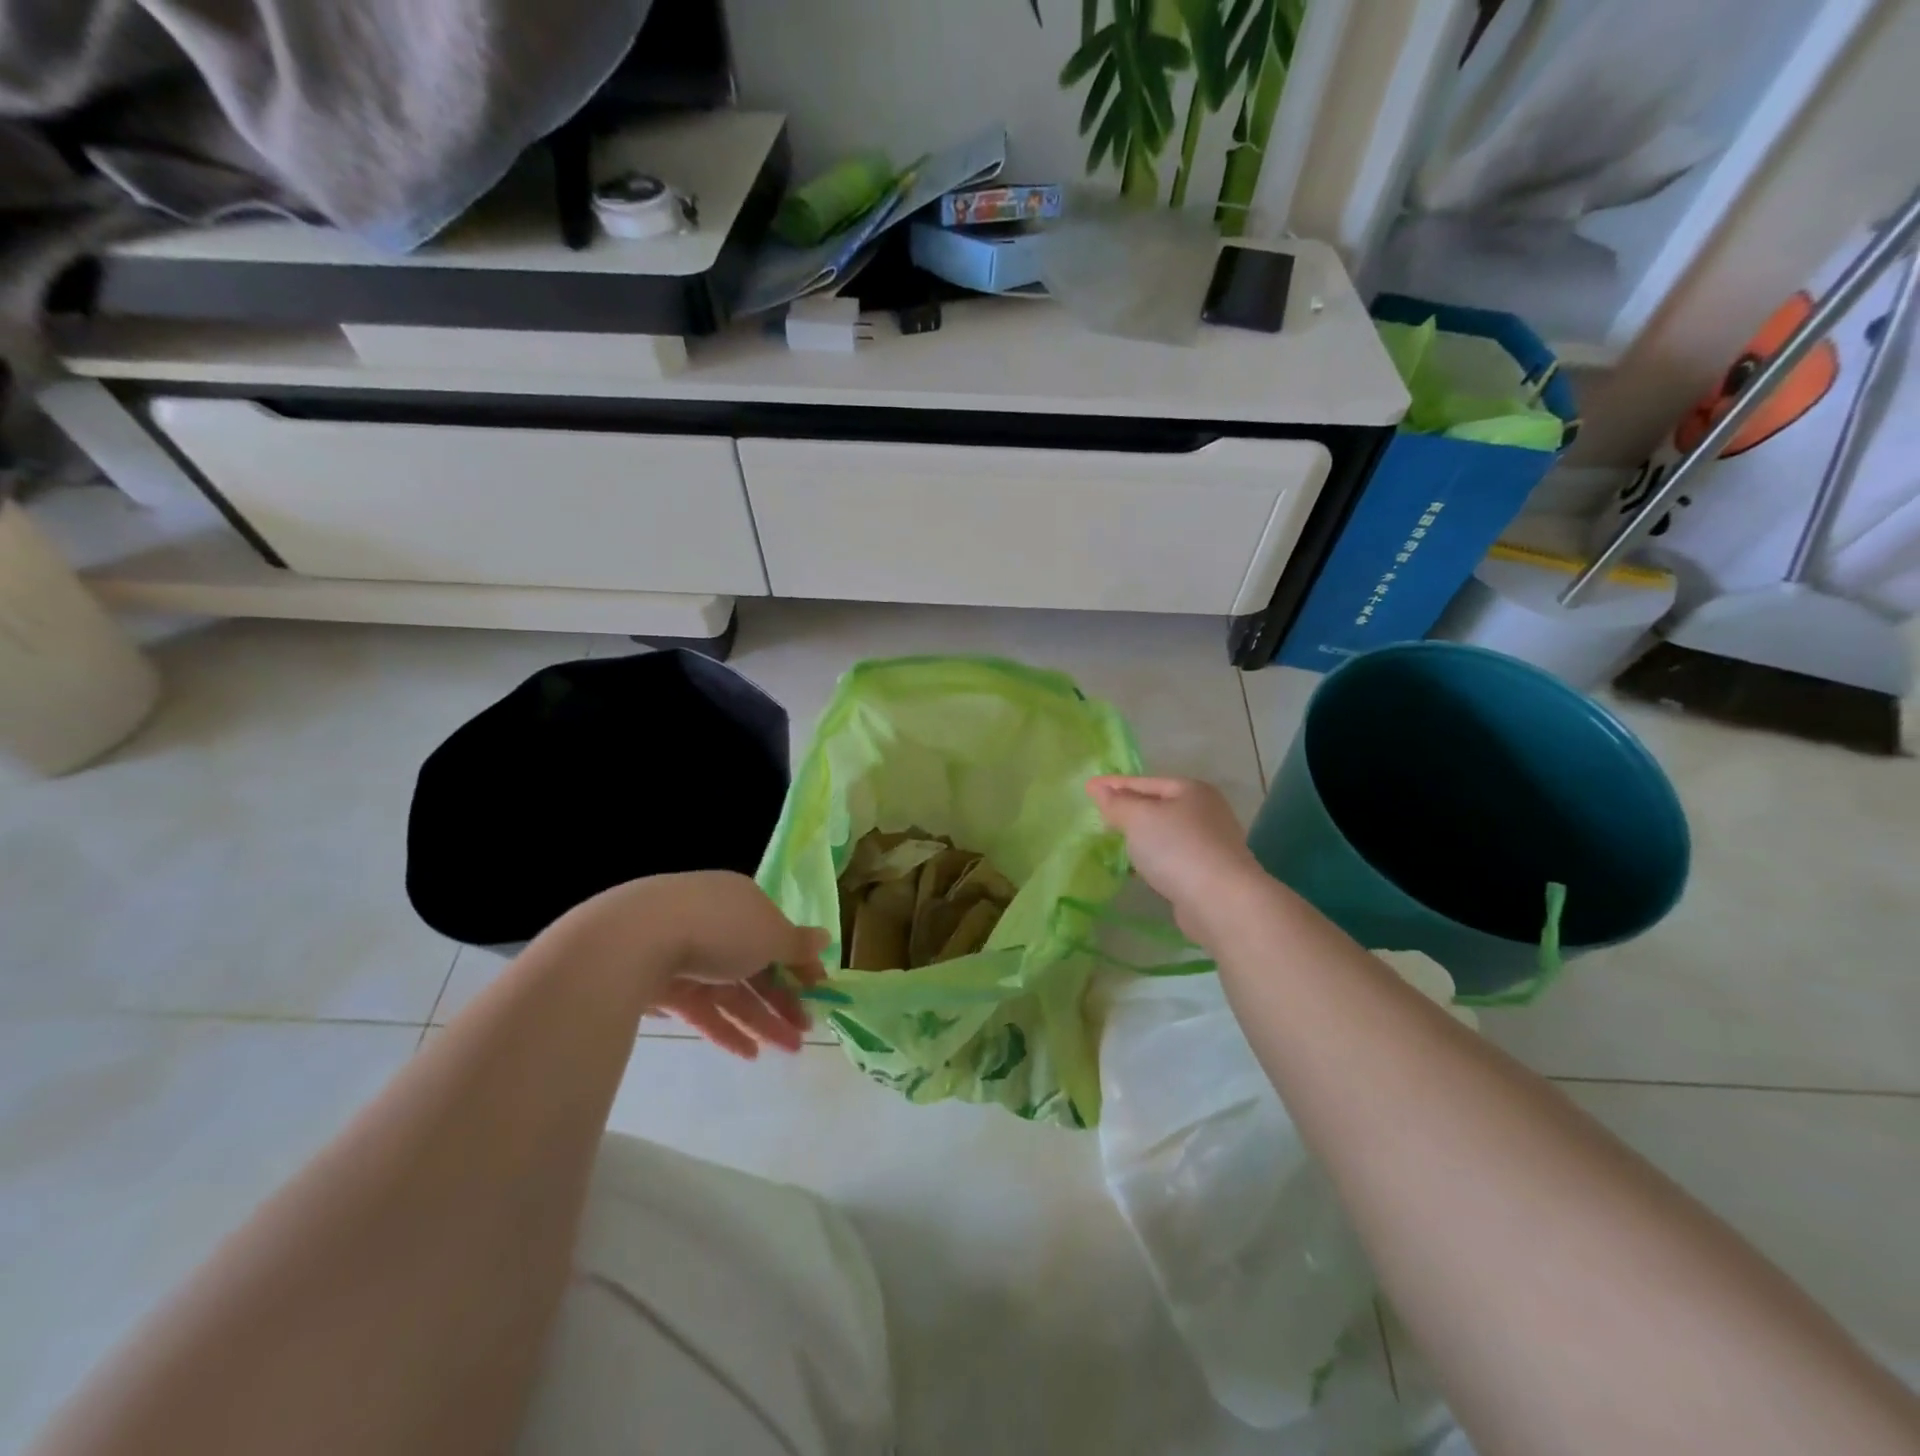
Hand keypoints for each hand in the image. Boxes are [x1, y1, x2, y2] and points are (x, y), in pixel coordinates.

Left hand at [563, 872, 829, 1059]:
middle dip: (784, 998)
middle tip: (807, 1029)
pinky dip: (726, 1030)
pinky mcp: (665, 986)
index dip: (801, 961)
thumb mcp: (770, 935)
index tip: (820, 990)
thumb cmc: (720, 927)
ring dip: (762, 1020)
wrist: (638, 939)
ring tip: (790, 1050)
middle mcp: (717, 924)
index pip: (778, 933)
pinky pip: (703, 1009)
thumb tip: (825, 937)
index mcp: (743, 901)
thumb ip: (797, 943)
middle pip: (757, 965)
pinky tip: (749, 1054)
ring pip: (733, 991)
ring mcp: (688, 956)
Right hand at [1086, 776, 1270, 940]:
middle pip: (1157, 805)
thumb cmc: (1177, 848)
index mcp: (1191, 790)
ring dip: (1140, 836)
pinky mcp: (1207, 872)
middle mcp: (1205, 812)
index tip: (1087, 787)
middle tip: (1099, 815)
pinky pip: (1170, 857)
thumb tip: (1099, 789)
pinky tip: (1136, 868)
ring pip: (1164, 833)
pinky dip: (1152, 858)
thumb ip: (1117, 803)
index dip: (1114, 784)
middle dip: (1128, 809)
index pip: (1144, 782)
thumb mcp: (1139, 818)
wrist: (1221, 901)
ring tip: (1113, 841)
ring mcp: (1209, 843)